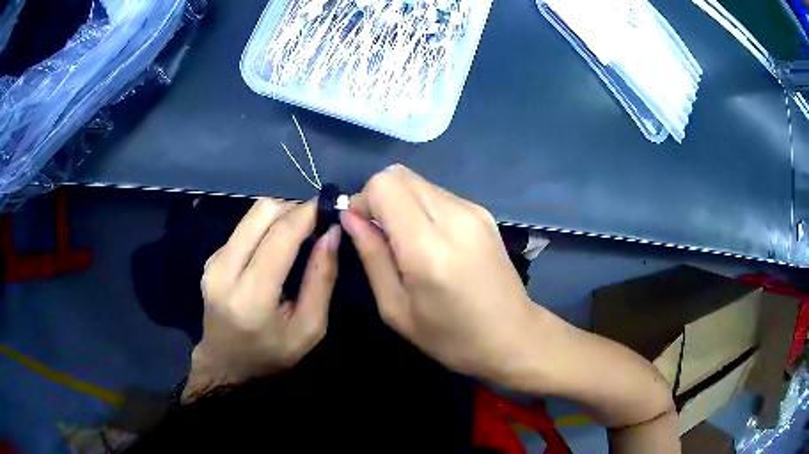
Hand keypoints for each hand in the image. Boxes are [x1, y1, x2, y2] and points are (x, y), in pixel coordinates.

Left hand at [185, 199, 339, 400]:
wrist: (226, 364)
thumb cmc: (272, 353)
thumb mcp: (309, 328)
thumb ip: (321, 279)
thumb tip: (332, 233)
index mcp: (252, 297)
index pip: (280, 236)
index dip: (308, 214)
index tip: (330, 208)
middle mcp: (225, 271)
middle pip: (262, 212)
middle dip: (294, 209)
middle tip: (315, 224)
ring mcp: (213, 262)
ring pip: (252, 215)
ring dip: (280, 216)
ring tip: (299, 234)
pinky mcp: (210, 258)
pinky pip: (243, 228)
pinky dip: (265, 228)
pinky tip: (275, 248)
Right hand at [340, 165, 545, 383]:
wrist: (512, 336)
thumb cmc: (450, 337)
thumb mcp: (396, 308)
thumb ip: (371, 255)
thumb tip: (349, 216)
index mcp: (429, 247)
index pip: (384, 185)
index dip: (363, 201)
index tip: (362, 229)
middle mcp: (454, 216)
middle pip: (399, 175)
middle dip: (379, 198)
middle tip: (381, 236)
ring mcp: (473, 210)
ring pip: (418, 181)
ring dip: (401, 203)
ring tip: (407, 243)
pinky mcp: (483, 212)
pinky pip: (438, 194)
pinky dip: (422, 207)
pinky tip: (431, 242)